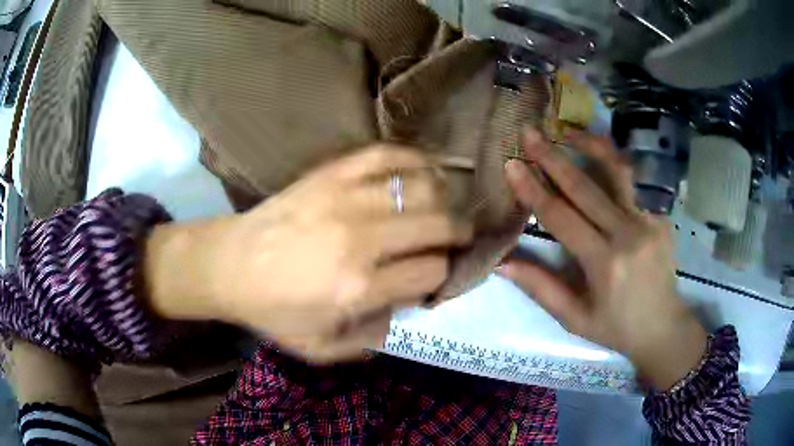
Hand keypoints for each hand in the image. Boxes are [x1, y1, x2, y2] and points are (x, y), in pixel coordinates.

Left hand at [145, 145, 471, 361]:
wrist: (229, 265)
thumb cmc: (272, 310)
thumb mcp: (320, 348)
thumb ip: (370, 339)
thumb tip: (405, 310)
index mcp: (359, 287)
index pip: (431, 272)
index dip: (443, 275)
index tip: (437, 276)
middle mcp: (361, 238)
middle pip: (437, 225)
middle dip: (458, 233)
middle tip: (459, 238)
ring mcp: (345, 197)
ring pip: (421, 187)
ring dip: (443, 197)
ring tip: (443, 206)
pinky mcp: (331, 173)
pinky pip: (385, 154)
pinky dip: (413, 158)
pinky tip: (424, 169)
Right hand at [500, 128, 706, 389]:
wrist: (664, 327)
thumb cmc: (617, 328)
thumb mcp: (575, 319)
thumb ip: (541, 288)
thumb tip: (502, 263)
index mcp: (604, 263)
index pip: (562, 218)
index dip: (534, 190)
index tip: (512, 164)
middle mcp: (628, 234)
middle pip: (586, 187)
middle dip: (553, 157)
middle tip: (529, 132)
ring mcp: (648, 221)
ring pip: (617, 172)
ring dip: (591, 147)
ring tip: (569, 132)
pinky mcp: (660, 217)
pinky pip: (633, 184)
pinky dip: (613, 165)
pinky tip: (599, 155)